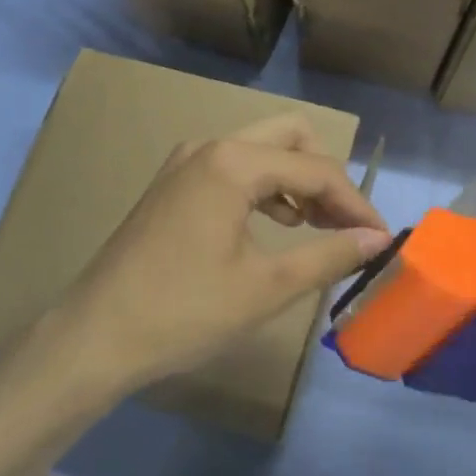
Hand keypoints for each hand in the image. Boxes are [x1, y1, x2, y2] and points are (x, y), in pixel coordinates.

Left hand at [30, 115, 391, 396]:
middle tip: (345, 225)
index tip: (381, 239)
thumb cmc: (184, 312)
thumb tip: (377, 239)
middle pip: (289, 138)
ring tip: (316, 228)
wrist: (94, 338)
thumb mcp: (266, 287)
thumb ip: (328, 255)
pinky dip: (264, 189)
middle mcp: (209, 147)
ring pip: (260, 151)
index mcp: (233, 162)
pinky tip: (273, 226)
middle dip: (325, 177)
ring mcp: (185, 163)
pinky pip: (233, 169)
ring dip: (295, 181)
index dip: (355, 203)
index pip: (315, 169)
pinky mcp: (173, 185)